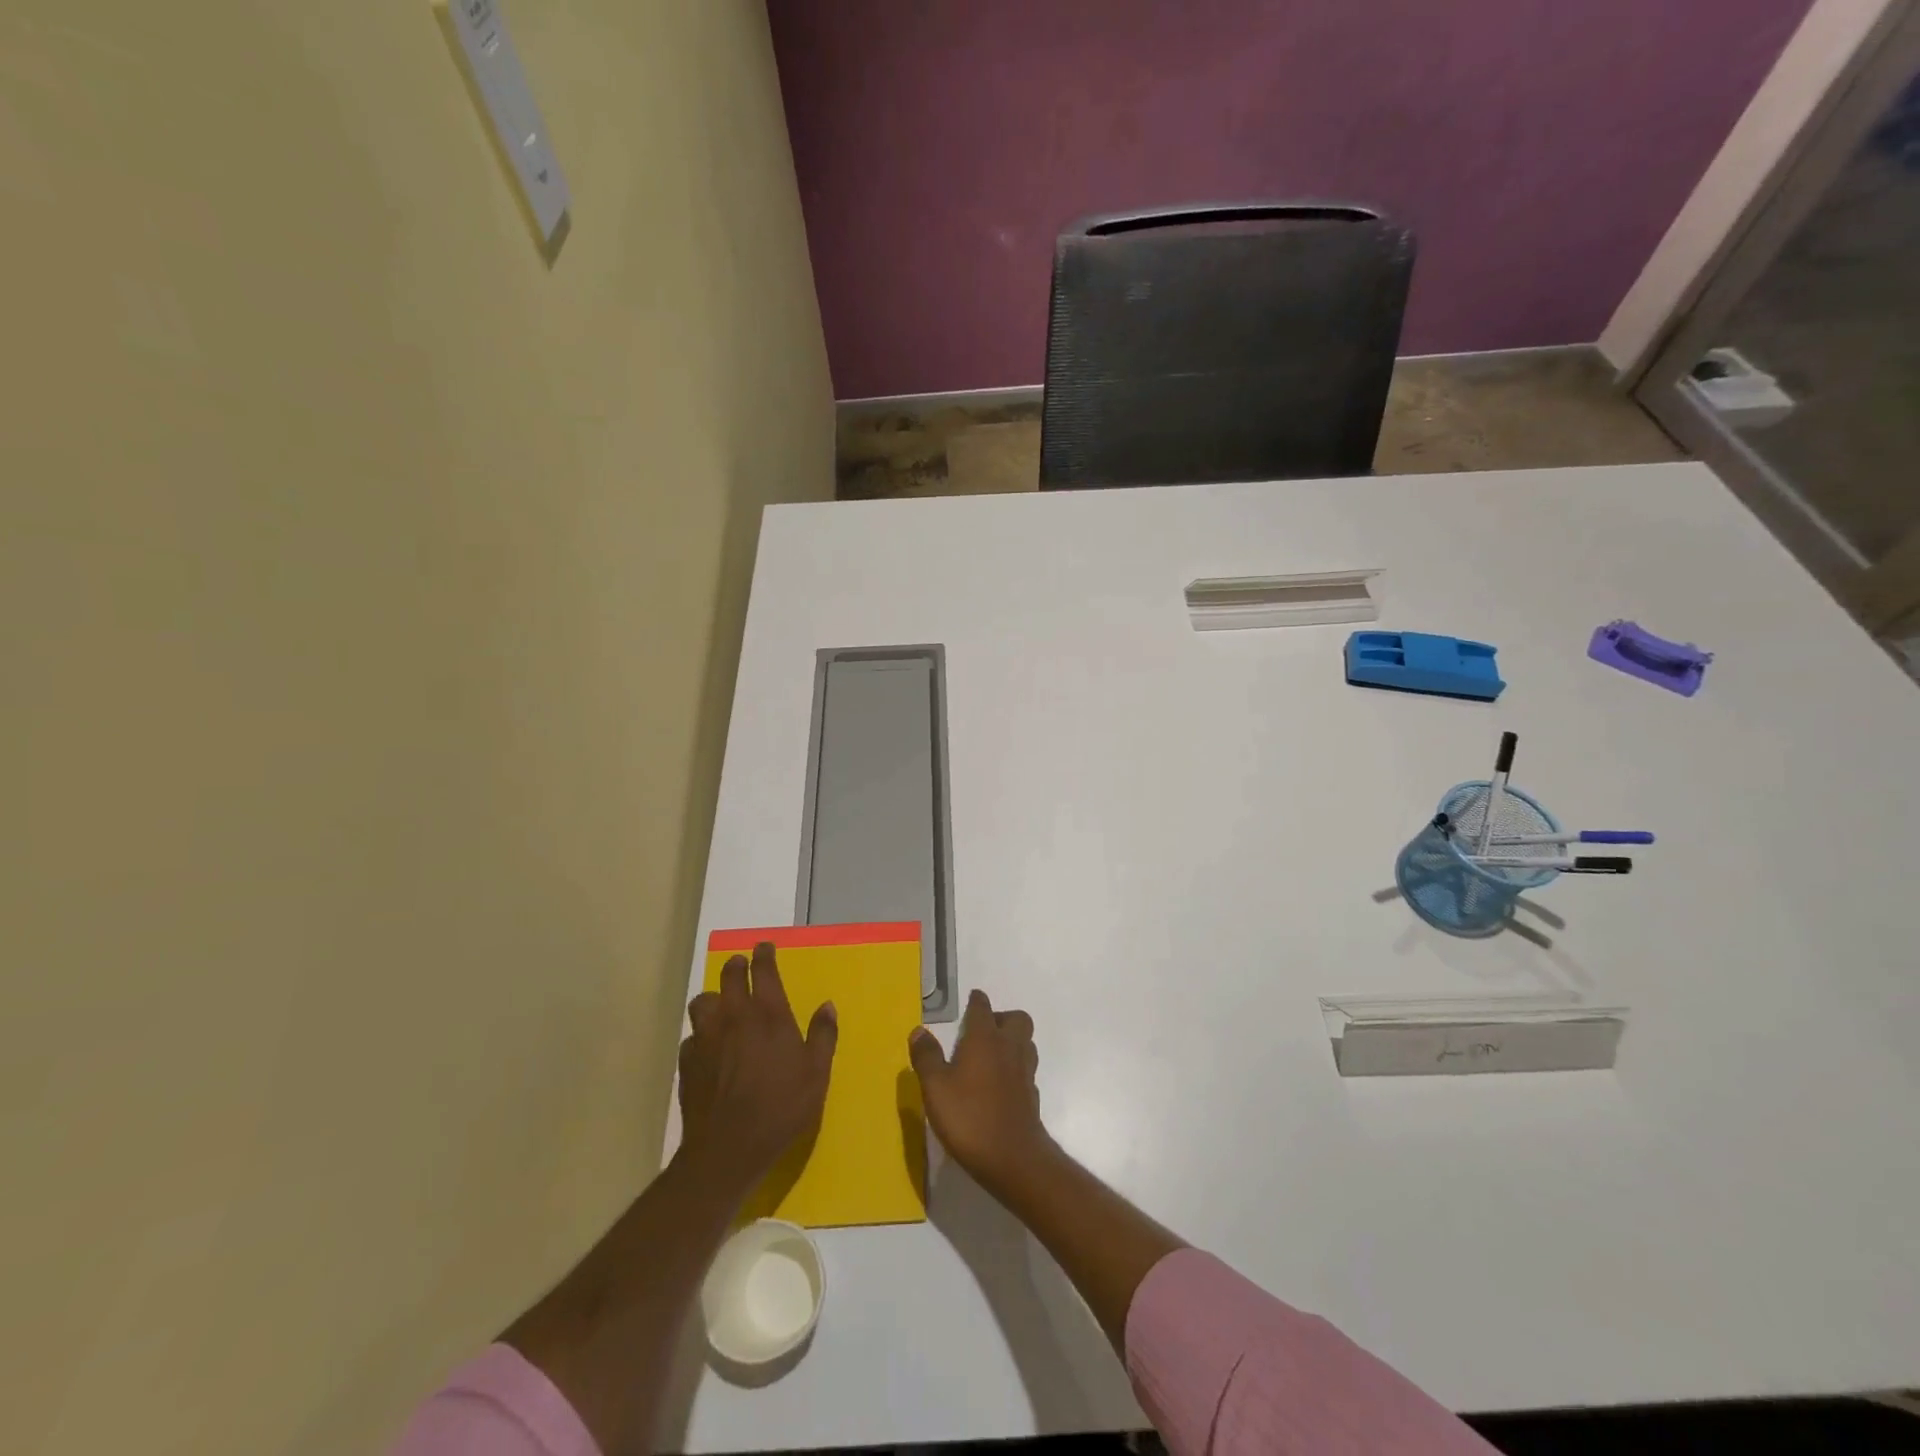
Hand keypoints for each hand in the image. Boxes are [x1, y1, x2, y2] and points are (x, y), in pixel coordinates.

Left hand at [678, 942, 837, 1196]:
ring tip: (720, 1004)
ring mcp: (707, 1037)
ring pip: (703, 1002)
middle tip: (742, 965)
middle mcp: (734, 1016)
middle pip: (729, 977)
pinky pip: (691, 1036)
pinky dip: (700, 1034)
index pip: (764, 970)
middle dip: (736, 966)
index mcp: (769, 1014)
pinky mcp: (688, 1061)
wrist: (727, 1149)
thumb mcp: (816, 1074)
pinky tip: (708, 1046)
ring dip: (713, 998)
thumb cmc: (780, 1108)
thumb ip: (823, 1036)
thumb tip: (827, 1005)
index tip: (764, 947)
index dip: (764, 954)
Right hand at [909, 989, 1050, 1195]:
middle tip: (982, 1031)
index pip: (983, 1008)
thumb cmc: (969, 1117)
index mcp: (985, 1039)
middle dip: (1001, 1018)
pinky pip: (1026, 1069)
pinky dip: (1015, 1068)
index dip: (976, 1001)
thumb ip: (926, 1057)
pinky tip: (1000, 1084)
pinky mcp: (1032, 1094)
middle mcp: (1009, 1047)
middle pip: (1016, 1018)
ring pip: (1026, 1042)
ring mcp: (1024, 1071)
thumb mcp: (935, 1087)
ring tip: (991, 1054)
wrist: (1013, 1158)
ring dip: (1012, 1040)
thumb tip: (918, 1030)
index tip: (972, 999)